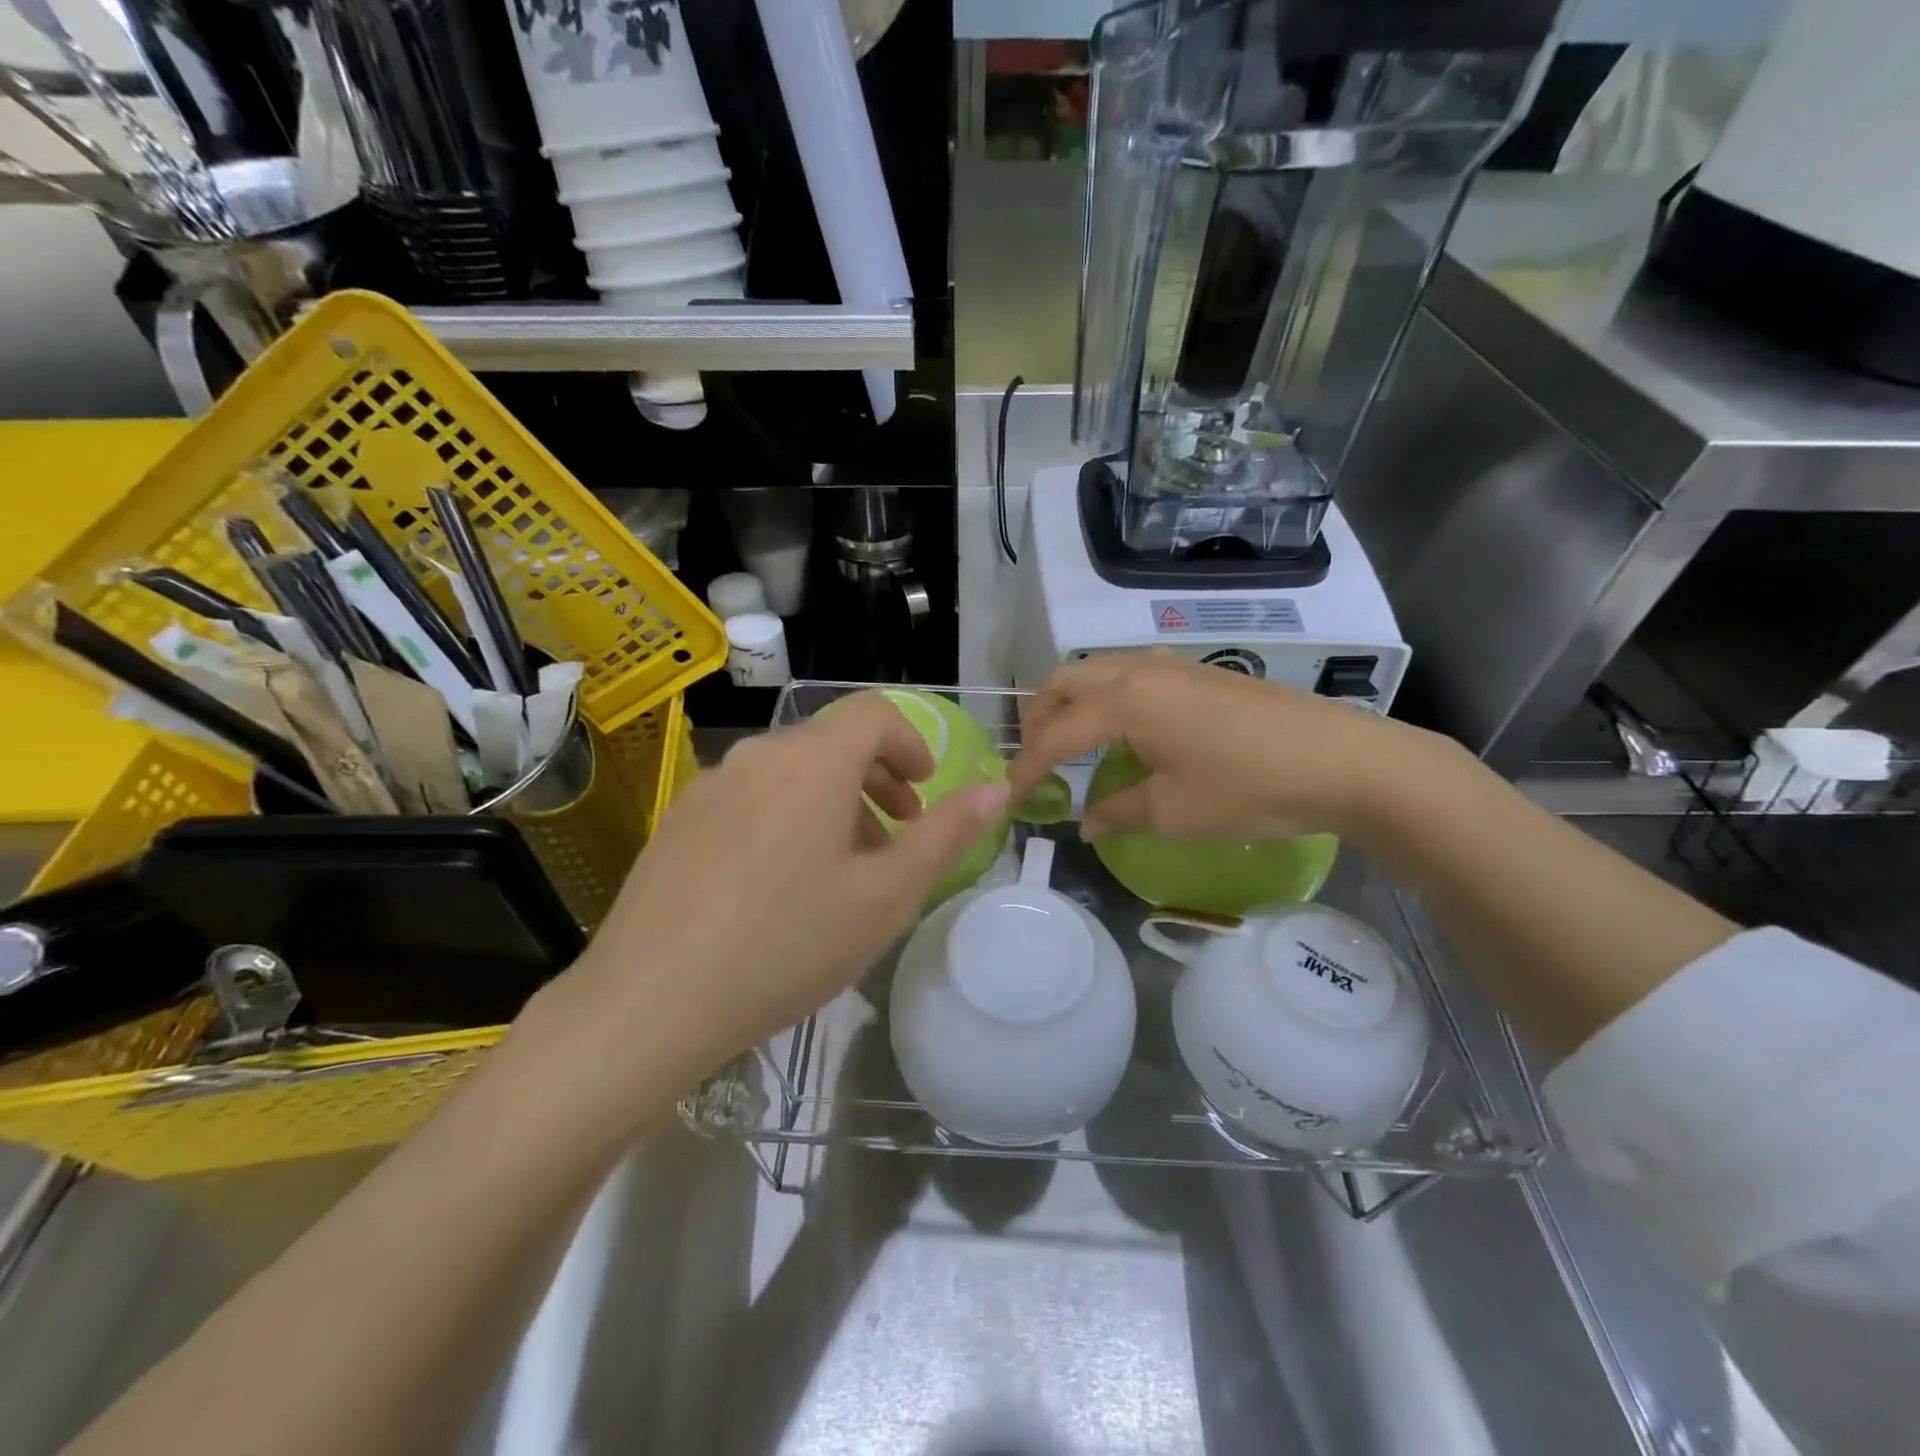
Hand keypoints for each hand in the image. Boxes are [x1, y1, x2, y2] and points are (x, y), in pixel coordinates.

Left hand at [561, 692, 1009, 1082]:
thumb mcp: (887, 895)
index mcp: (813, 762)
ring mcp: (709, 786)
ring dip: (832, 802)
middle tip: (896, 834)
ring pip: (790, 772)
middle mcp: (758, 756)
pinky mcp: (678, 819)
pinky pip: (750, 797)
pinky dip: (786, 816)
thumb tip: (995, 789)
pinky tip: (779, 884)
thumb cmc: (787, 944)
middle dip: (877, 779)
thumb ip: (946, 834)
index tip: (923, 793)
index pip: (874, 712)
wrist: (651, 1001)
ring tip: (842, 867)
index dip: (911, 744)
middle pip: (832, 742)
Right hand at [1009, 652, 1436, 841]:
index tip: (1011, 796)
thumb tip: (1087, 821)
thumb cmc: (1248, 788)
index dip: (1029, 766)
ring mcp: (1175, 666)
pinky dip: (1109, 699)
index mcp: (1126, 701)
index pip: (1057, 733)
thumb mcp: (1173, 812)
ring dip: (1075, 703)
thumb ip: (1118, 812)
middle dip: (1041, 718)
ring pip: (1101, 671)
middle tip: (1037, 760)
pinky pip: (1134, 674)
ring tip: (1074, 745)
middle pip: (1067, 681)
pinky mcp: (1202, 673)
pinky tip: (1128, 733)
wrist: (1343, 761)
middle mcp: (1142, 670)